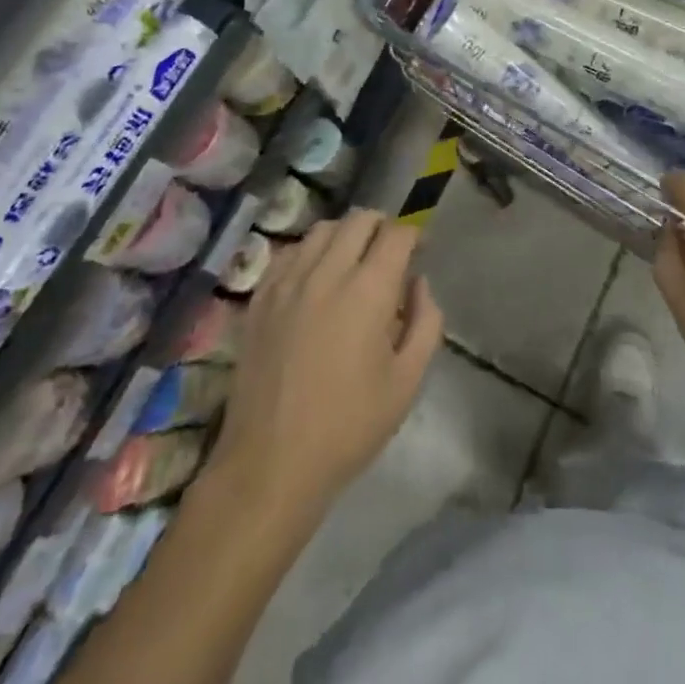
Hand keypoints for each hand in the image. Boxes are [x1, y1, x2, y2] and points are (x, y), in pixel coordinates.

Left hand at [212, 211, 443, 511]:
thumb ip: (426, 322)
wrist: (270, 465)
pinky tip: (315, 278)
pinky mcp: (259, 298)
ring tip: (353, 262)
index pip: (397, 234)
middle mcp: (326, 273)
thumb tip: (418, 283)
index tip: (421, 251)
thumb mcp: (407, 382)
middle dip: (383, 227)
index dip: (415, 235)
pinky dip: (310, 252)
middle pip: (359, 219)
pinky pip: (289, 252)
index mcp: (368, 291)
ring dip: (346, 235)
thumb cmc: (348, 427)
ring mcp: (287, 282)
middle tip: (391, 254)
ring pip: (322, 229)